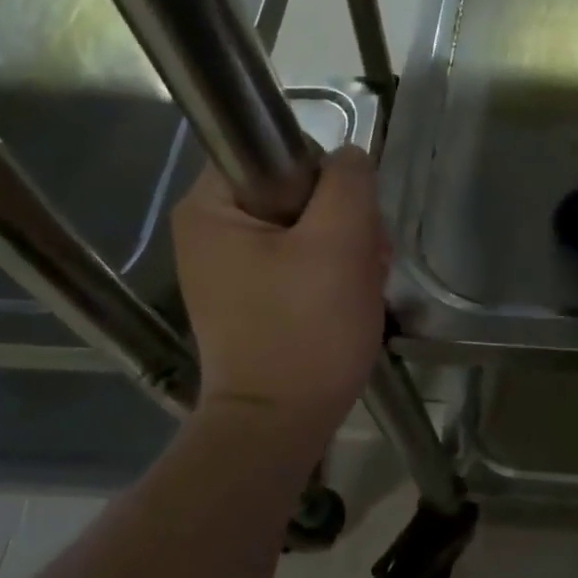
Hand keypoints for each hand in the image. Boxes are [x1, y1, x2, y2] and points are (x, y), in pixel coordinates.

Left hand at [170, 146, 389, 442]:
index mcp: (211, 206)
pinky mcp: (251, 296)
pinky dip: (330, 274)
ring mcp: (229, 267)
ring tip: (363, 286)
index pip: (281, 151)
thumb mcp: (339, 244)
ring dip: (345, 249)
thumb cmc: (305, 331)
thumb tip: (349, 159)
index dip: (327, 179)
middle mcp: (210, 229)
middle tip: (367, 260)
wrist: (279, 426)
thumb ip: (348, 183)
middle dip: (343, 222)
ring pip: (306, 227)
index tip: (351, 221)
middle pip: (297, 192)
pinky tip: (349, 299)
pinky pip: (299, 261)